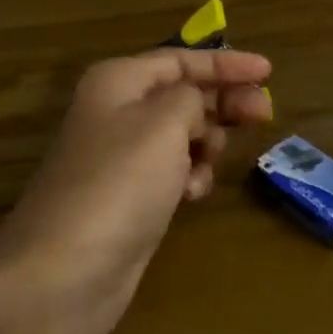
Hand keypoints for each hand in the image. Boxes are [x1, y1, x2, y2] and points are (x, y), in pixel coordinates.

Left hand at [0, 48, 272, 333]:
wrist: (63, 274)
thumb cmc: (119, 183)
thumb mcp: (164, 122)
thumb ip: (192, 97)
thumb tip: (194, 108)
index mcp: (118, 81)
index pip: (181, 59)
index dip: (226, 63)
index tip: (269, 71)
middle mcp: (116, 112)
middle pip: (183, 94)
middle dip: (223, 102)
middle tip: (264, 115)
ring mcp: (120, 157)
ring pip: (180, 135)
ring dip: (205, 142)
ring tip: (213, 159)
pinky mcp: (127, 198)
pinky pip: (171, 171)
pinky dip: (189, 176)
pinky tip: (192, 193)